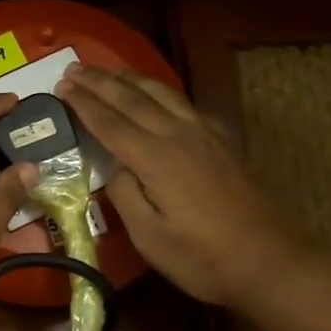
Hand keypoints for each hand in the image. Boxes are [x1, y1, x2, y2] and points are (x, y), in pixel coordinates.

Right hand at [57, 64, 299, 306]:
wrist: (269, 262)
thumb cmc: (202, 258)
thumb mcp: (149, 237)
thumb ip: (124, 194)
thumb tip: (114, 166)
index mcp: (155, 158)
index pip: (109, 122)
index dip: (84, 103)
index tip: (61, 86)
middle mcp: (178, 135)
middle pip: (132, 99)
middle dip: (100, 81)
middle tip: (73, 68)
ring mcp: (203, 135)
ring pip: (161, 93)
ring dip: (130, 79)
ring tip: (108, 71)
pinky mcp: (221, 141)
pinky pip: (184, 103)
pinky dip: (161, 92)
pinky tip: (157, 96)